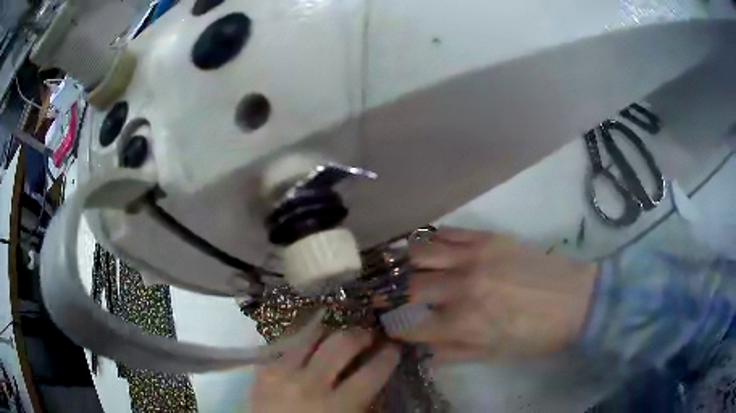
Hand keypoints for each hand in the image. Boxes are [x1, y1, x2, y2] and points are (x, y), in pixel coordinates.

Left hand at [251, 329, 398, 412]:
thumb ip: (364, 402)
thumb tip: (376, 375)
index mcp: (338, 406)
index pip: (372, 372)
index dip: (388, 356)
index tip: (394, 347)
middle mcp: (310, 384)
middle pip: (341, 344)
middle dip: (361, 335)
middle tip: (369, 335)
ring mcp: (282, 373)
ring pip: (312, 336)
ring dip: (331, 333)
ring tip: (340, 336)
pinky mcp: (263, 370)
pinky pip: (289, 346)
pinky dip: (305, 343)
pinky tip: (311, 347)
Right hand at [398, 227, 597, 362]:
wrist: (575, 299)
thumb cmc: (536, 336)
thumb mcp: (494, 355)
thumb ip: (454, 352)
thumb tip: (423, 350)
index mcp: (463, 324)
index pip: (408, 326)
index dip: (392, 327)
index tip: (388, 325)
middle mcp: (461, 288)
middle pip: (407, 287)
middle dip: (389, 295)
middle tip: (384, 296)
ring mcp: (474, 257)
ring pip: (419, 252)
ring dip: (404, 263)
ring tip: (400, 268)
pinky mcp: (488, 237)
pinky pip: (446, 232)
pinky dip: (430, 240)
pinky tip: (428, 248)